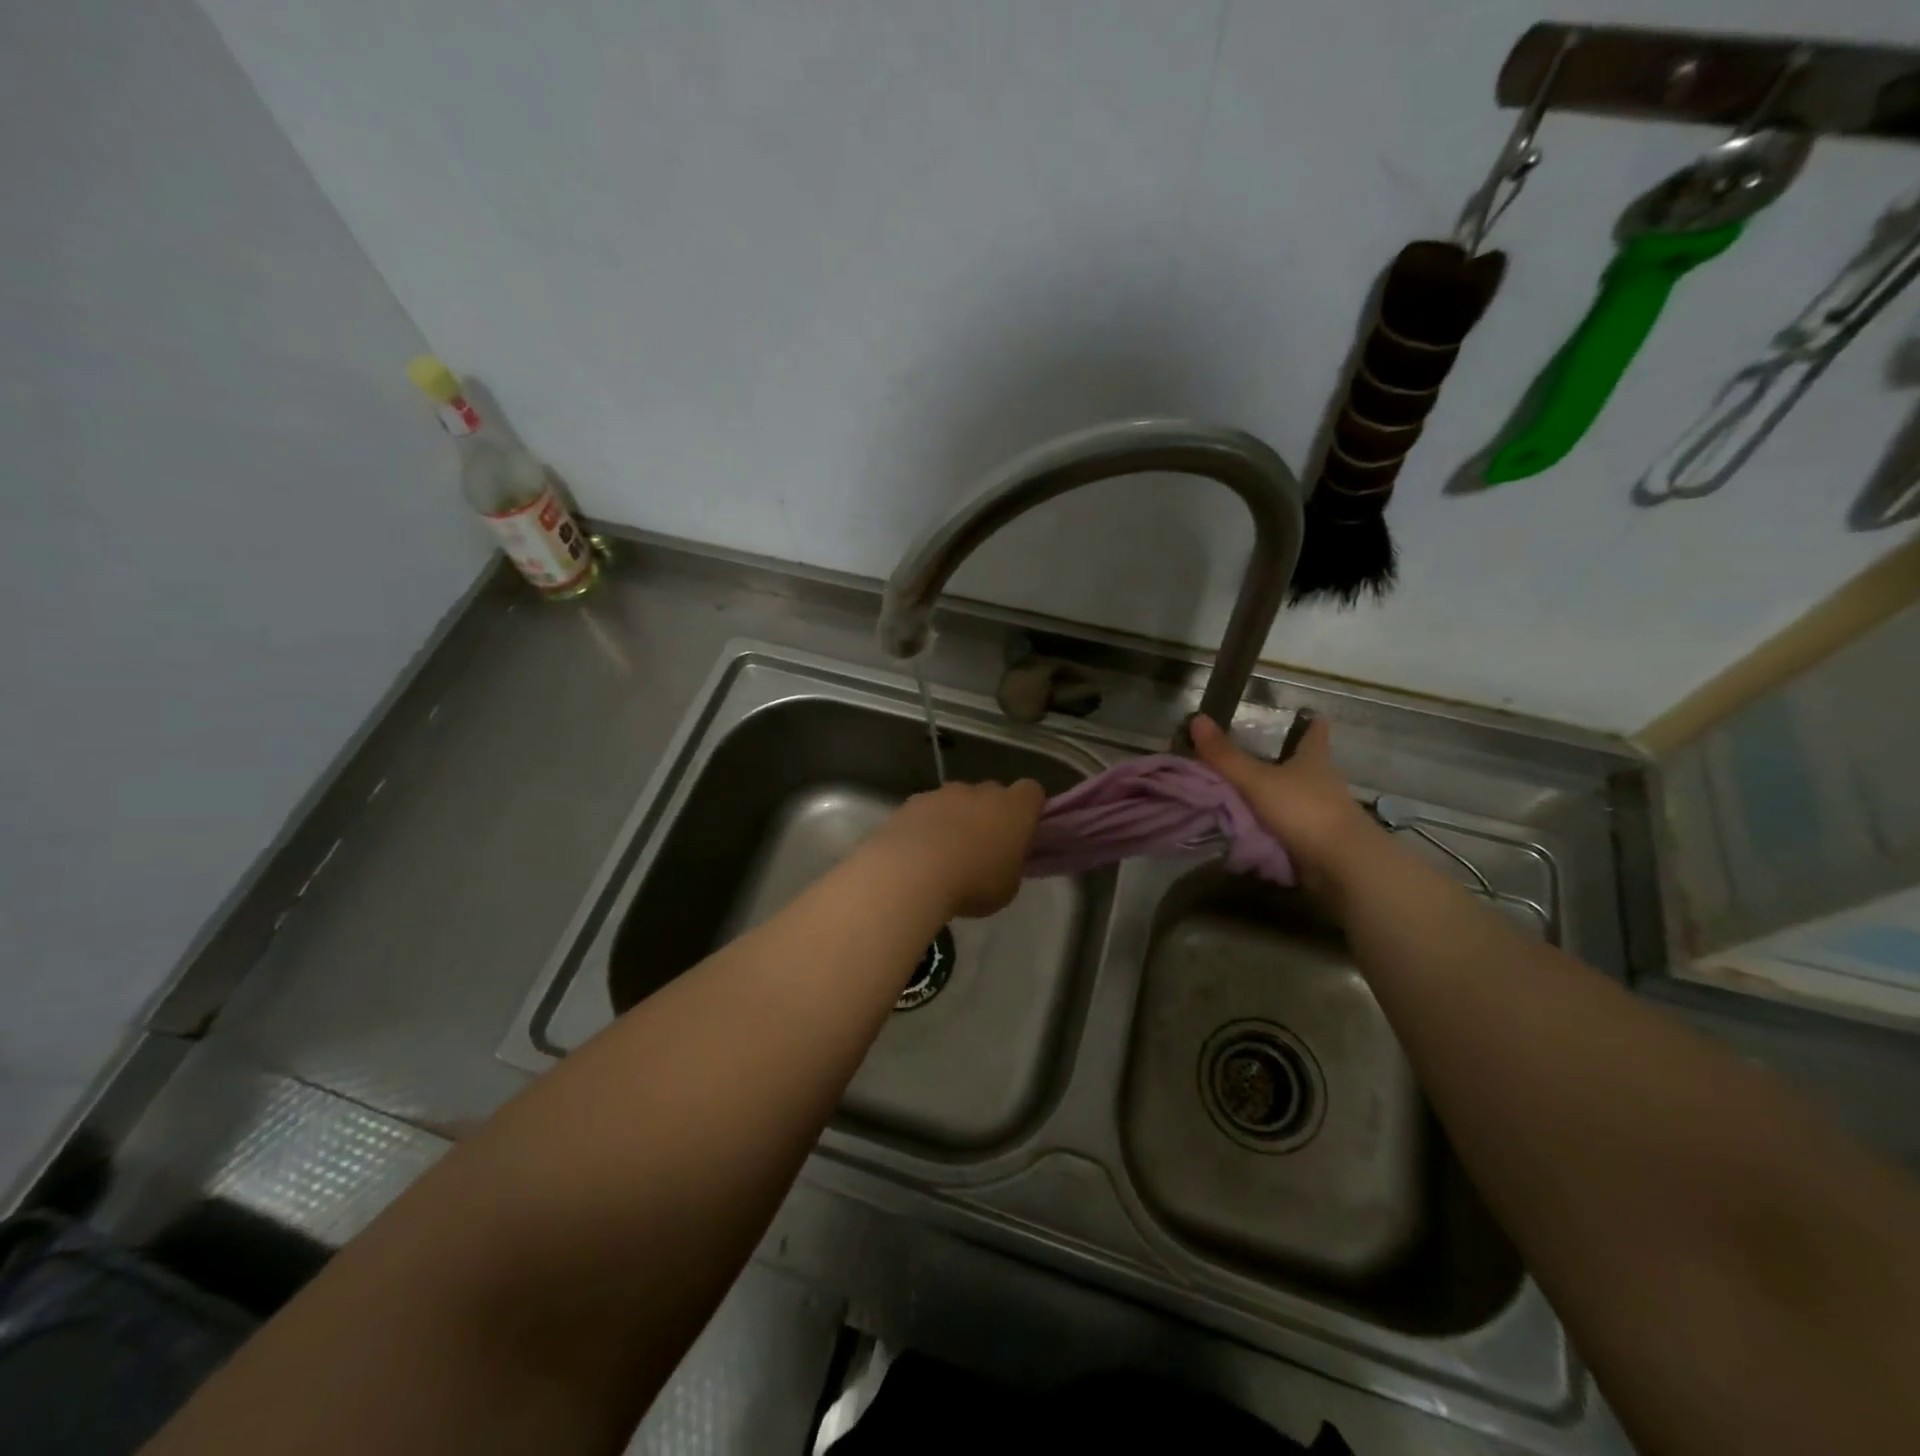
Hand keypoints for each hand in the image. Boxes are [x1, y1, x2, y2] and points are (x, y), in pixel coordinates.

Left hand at [868, 779, 1045, 919]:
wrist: (913, 872)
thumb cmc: (974, 882)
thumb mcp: (1007, 887)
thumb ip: (1009, 865)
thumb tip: (1001, 860)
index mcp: (1014, 808)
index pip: (1032, 792)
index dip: (1028, 809)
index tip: (1021, 833)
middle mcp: (981, 791)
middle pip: (992, 793)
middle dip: (989, 814)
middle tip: (981, 848)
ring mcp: (944, 793)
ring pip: (956, 800)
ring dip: (955, 819)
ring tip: (943, 855)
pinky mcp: (912, 802)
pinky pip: (927, 810)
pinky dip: (926, 826)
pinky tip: (916, 854)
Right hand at [1189, 714, 1377, 897]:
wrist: (1340, 863)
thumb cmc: (1303, 809)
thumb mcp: (1257, 781)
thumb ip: (1225, 756)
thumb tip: (1197, 719)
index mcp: (1313, 762)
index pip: (1316, 736)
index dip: (1313, 725)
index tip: (1313, 715)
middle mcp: (1323, 784)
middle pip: (1308, 767)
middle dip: (1289, 762)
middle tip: (1261, 756)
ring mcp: (1323, 815)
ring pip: (1299, 799)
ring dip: (1280, 798)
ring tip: (1250, 795)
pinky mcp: (1319, 842)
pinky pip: (1293, 829)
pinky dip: (1277, 828)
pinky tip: (1256, 830)